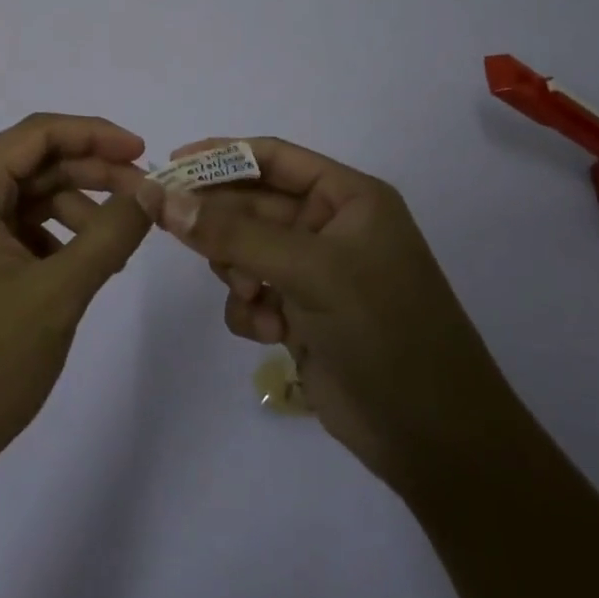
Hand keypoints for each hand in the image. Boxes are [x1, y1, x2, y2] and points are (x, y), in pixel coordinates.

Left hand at [0, 114, 157, 493]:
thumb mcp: (58, 292)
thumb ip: (110, 233)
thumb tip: (153, 190)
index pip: (37, 134)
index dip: (95, 134)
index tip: (144, 153)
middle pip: (35, 163)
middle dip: (93, 173)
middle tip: (146, 197)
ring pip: (30, 196)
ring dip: (79, 208)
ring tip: (121, 243)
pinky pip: (19, 229)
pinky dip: (57, 237)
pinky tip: (87, 266)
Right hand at [155, 138, 508, 494]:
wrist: (437, 442)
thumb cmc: (384, 330)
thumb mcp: (310, 270)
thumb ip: (233, 232)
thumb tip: (161, 197)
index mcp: (347, 197)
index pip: (273, 158)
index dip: (221, 155)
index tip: (171, 166)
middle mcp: (330, 227)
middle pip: (252, 204)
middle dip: (221, 222)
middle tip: (172, 228)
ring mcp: (315, 274)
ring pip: (244, 250)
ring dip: (235, 269)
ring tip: (249, 294)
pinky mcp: (302, 316)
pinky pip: (251, 294)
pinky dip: (248, 309)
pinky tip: (268, 331)